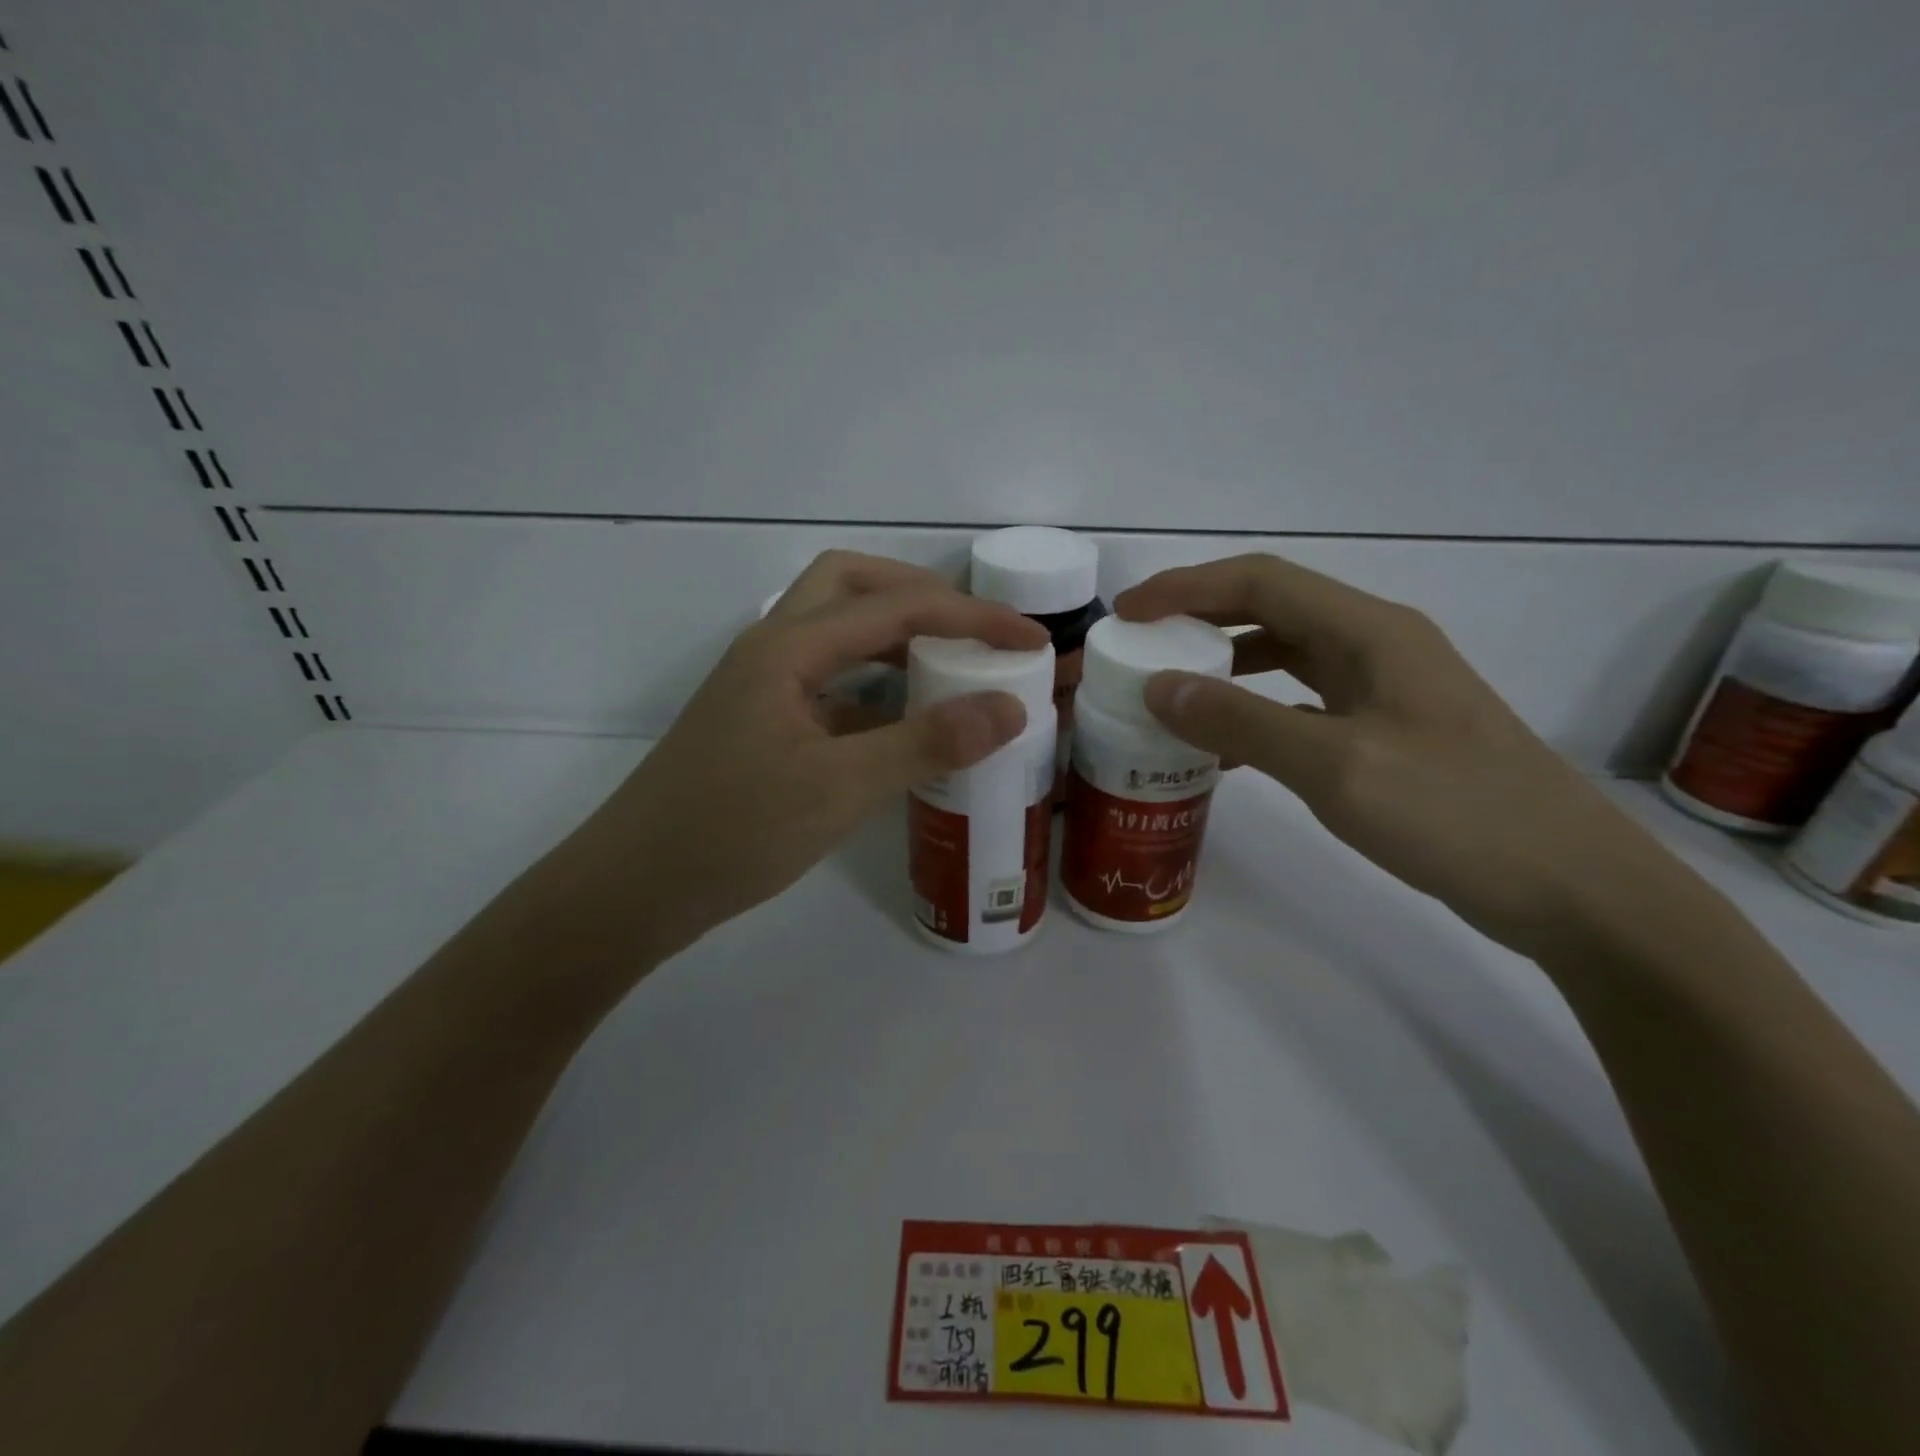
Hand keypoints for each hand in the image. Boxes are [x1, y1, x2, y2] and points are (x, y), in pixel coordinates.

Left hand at [564, 552, 1046, 959]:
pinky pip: (832, 683)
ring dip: (896, 636)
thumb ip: (926, 743)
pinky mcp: (766, 724)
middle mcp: (774, 649)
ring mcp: (765, 688)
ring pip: (839, 633)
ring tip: (952, 666)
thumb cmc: (731, 831)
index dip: (971, 616)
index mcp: (788, 647)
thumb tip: (1010, 708)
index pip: (896, 606)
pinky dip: (877, 687)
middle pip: (852, 586)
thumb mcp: (839, 787)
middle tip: (973, 630)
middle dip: (921, 595)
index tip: (1031, 639)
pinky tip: (905, 725)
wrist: (636, 889)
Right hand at [1115, 554, 1670, 955]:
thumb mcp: (1335, 764)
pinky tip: (1228, 750)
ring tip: (1172, 696)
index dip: (1186, 588)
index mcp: (1370, 632)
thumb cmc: (1456, 813)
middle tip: (1140, 651)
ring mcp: (1386, 690)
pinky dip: (1256, 713)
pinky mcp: (1388, 732)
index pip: (1260, 581)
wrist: (1572, 887)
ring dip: (1226, 668)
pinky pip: (1303, 703)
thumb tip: (1158, 686)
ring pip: (1286, 657)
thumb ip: (1241, 720)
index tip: (1127, 614)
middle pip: (1271, 611)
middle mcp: (1377, 646)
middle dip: (1199, 623)